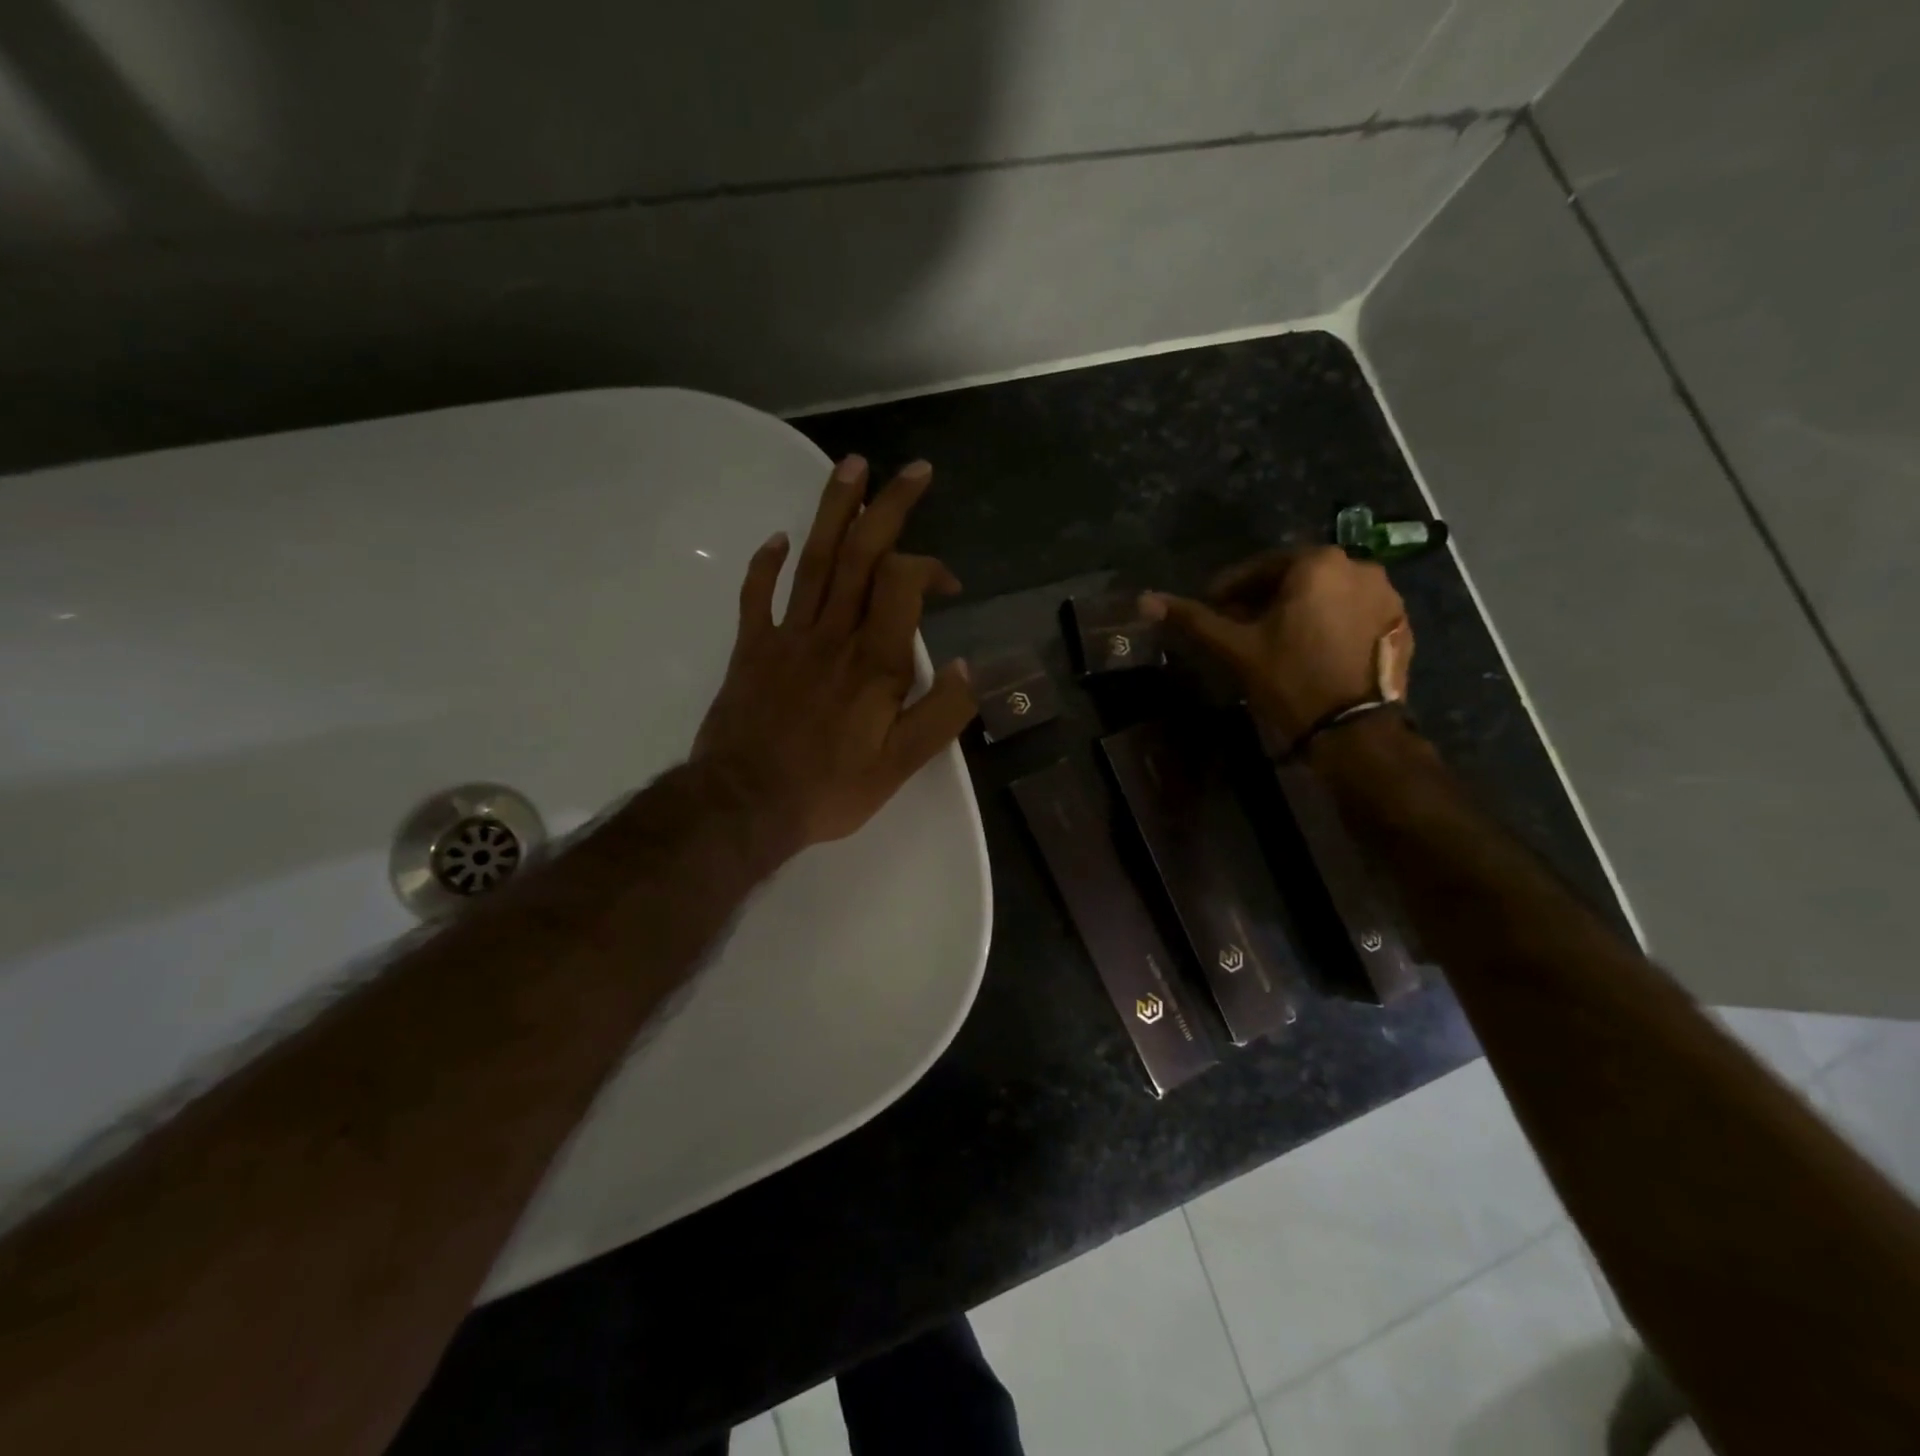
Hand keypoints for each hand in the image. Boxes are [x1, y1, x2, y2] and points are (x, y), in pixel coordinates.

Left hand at [692, 455, 974, 860]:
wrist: (744, 804)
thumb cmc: (829, 788)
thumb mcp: (901, 766)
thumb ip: (941, 714)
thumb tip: (970, 667)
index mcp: (874, 661)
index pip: (904, 583)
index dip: (930, 569)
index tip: (950, 587)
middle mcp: (833, 635)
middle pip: (861, 555)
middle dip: (889, 506)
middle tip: (912, 470)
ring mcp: (788, 637)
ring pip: (814, 560)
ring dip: (834, 510)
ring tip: (851, 465)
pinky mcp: (752, 649)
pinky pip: (758, 595)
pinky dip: (767, 563)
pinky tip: (778, 538)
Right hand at [1141, 546, 1411, 745]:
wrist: (1354, 731)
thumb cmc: (1290, 679)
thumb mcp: (1236, 648)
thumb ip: (1194, 619)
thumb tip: (1145, 599)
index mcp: (1318, 563)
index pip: (1261, 566)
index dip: (1229, 588)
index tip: (1212, 609)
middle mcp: (1360, 566)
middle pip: (1296, 579)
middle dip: (1263, 599)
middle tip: (1239, 627)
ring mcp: (1387, 595)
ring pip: (1326, 595)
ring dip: (1297, 610)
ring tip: (1274, 641)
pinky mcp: (1400, 624)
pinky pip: (1353, 612)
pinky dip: (1328, 623)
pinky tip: (1310, 651)